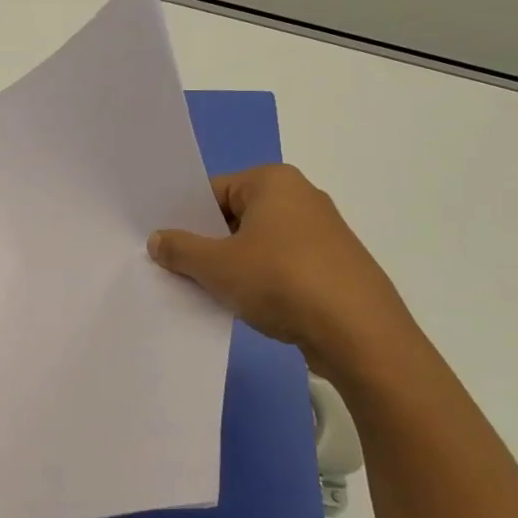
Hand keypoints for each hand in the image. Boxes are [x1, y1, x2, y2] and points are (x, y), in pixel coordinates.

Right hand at [147, 164, 418, 381]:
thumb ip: (180, 249)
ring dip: (232, 266)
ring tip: (208, 291)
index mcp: (273, 182)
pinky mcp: (334, 267)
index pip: (212, 191)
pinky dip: (260, 281)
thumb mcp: (216, 266)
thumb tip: (158, 240)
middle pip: (235, 216)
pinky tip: (246, 305)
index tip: (164, 244)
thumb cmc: (281, 281)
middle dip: (207, 244)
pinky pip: (281, 265)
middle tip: (177, 269)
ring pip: (258, 244)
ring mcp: (322, 233)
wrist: (360, 335)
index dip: (184, 219)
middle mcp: (301, 197)